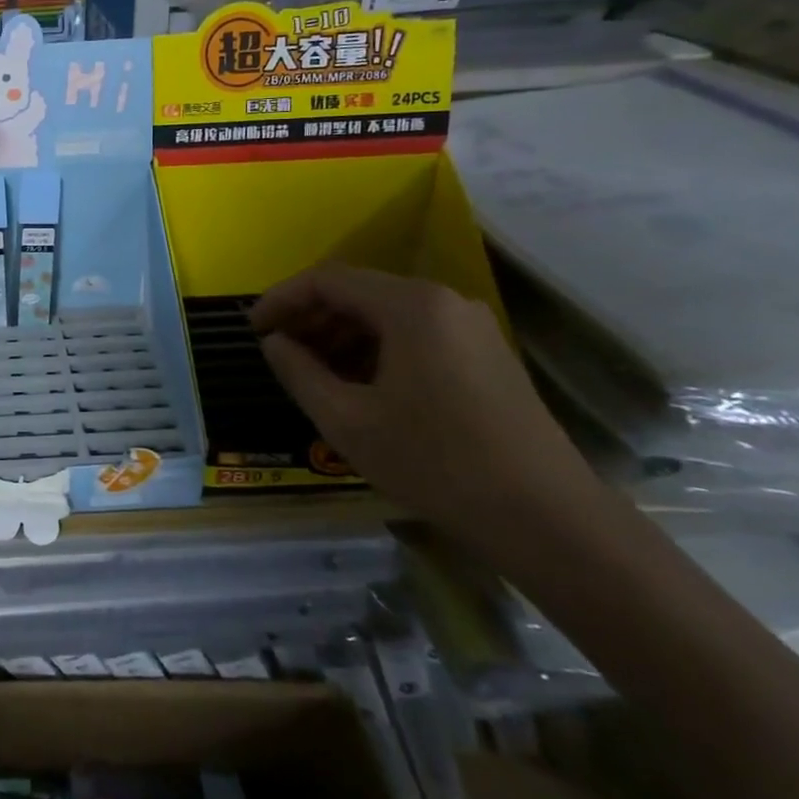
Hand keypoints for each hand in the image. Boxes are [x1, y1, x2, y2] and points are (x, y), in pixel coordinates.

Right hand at [250, 262, 598, 539]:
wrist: (546, 518)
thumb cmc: (435, 462)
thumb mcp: (347, 420)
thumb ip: (298, 372)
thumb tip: (274, 343)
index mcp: (410, 306)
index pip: (328, 280)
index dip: (282, 299)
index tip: (252, 329)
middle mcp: (444, 301)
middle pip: (359, 292)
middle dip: (310, 317)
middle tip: (277, 351)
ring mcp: (471, 327)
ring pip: (386, 314)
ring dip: (340, 334)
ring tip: (310, 370)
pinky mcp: (485, 354)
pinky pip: (414, 334)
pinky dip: (375, 348)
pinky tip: (358, 384)